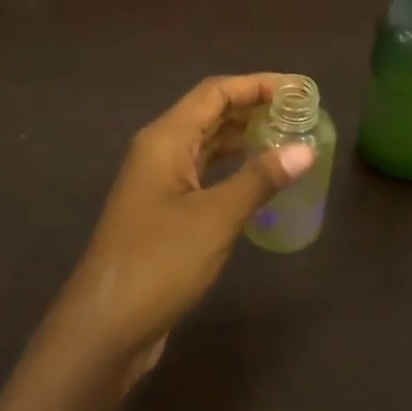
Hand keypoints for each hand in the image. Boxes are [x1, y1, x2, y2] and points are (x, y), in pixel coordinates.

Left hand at [52, 75, 314, 380]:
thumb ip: (260, 179)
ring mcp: (159, 183)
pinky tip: (260, 179)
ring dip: (244, 138)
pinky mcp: (164, 212)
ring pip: (207, 145)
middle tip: (301, 114)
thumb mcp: (216, 217)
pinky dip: (233, 169)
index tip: (300, 90)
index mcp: (165, 139)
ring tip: (289, 139)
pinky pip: (204, 174)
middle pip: (210, 113)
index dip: (257, 84)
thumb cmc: (159, 261)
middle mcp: (159, 151)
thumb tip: (305, 149)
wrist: (106, 326)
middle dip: (254, 108)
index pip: (215, 92)